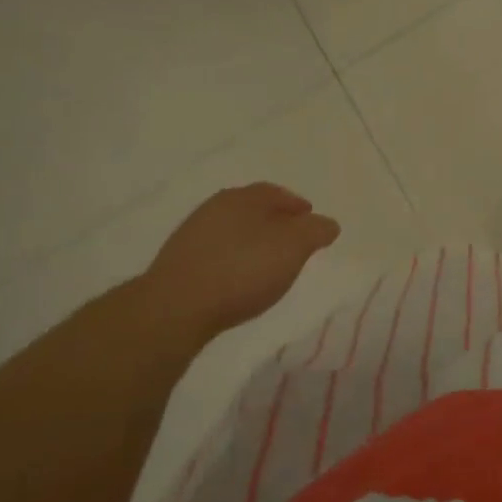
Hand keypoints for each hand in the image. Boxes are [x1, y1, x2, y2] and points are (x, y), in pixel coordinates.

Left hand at [140, 182, 340, 336]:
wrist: (174, 308)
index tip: (310, 219)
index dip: (297, 206)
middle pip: (252, 209)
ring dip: (251, 242)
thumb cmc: (243, 269)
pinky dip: (232, 260)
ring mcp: (192, 235)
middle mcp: (216, 207)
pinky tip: (238, 279)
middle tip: (292, 241)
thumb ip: (315, 231)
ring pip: (232, 231)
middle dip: (274, 222)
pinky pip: (215, 254)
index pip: (276, 193)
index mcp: (244, 197)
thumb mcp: (294, 248)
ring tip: (266, 264)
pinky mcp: (177, 264)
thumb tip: (327, 224)